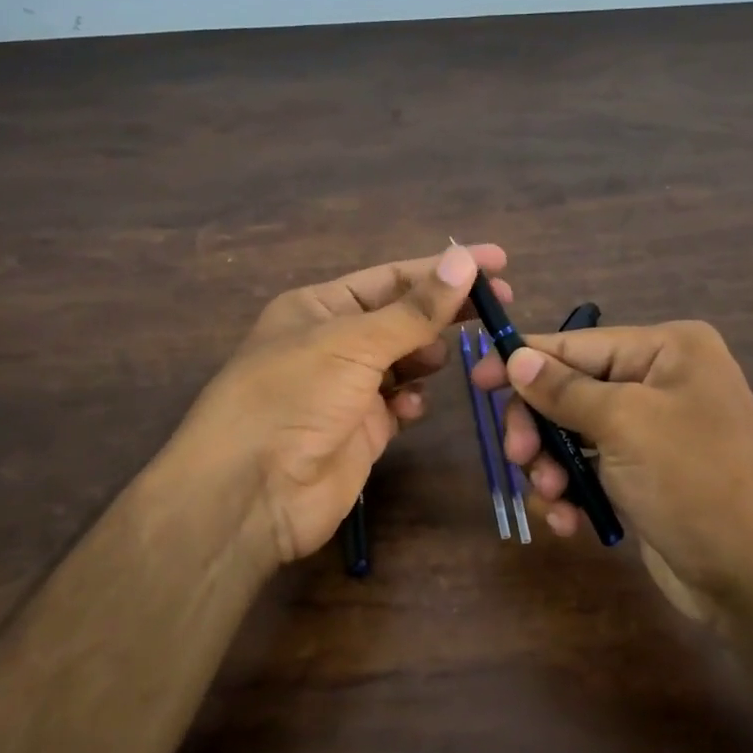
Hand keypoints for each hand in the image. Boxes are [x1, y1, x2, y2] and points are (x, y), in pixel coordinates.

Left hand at [153, 243, 510, 577]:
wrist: (253, 491)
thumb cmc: (295, 396)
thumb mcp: (354, 342)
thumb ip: (415, 309)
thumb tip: (464, 260)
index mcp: (320, 307)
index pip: (393, 277)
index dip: (443, 268)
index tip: (496, 262)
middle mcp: (333, 342)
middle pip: (402, 317)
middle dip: (445, 312)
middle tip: (499, 307)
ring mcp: (347, 389)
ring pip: (404, 361)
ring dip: (427, 356)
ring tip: (449, 357)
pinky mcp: (361, 431)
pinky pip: (398, 404)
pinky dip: (411, 401)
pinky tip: (412, 407)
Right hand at [471, 320, 752, 622]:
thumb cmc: (695, 482)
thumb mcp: (624, 425)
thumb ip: (563, 389)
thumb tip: (516, 356)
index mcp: (667, 350)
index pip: (576, 344)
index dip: (522, 361)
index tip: (476, 381)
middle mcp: (661, 381)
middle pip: (569, 390)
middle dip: (540, 428)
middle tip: (520, 459)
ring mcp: (653, 431)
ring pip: (572, 434)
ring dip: (552, 466)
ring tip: (553, 498)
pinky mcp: (646, 475)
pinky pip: (590, 469)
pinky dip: (573, 493)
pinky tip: (569, 523)